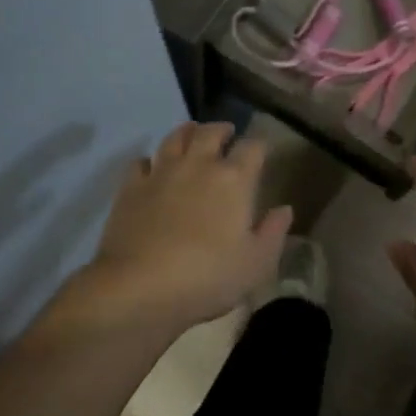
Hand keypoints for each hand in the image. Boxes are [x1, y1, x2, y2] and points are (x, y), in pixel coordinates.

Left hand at [62, 122, 291, 336]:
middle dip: (222, 129)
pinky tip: (152, 169)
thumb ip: (273, 232)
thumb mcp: (255, 264)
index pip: (252, 148)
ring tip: (192, 135)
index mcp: (233, 180)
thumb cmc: (207, 277)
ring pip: (175, 137)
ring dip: (187, 132)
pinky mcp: (131, 187)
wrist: (139, 286)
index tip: (262, 151)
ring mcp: (161, 172)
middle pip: (211, 132)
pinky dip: (150, 161)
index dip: (259, 146)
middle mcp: (198, 165)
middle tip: (227, 133)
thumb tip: (284, 209)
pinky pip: (141, 162)